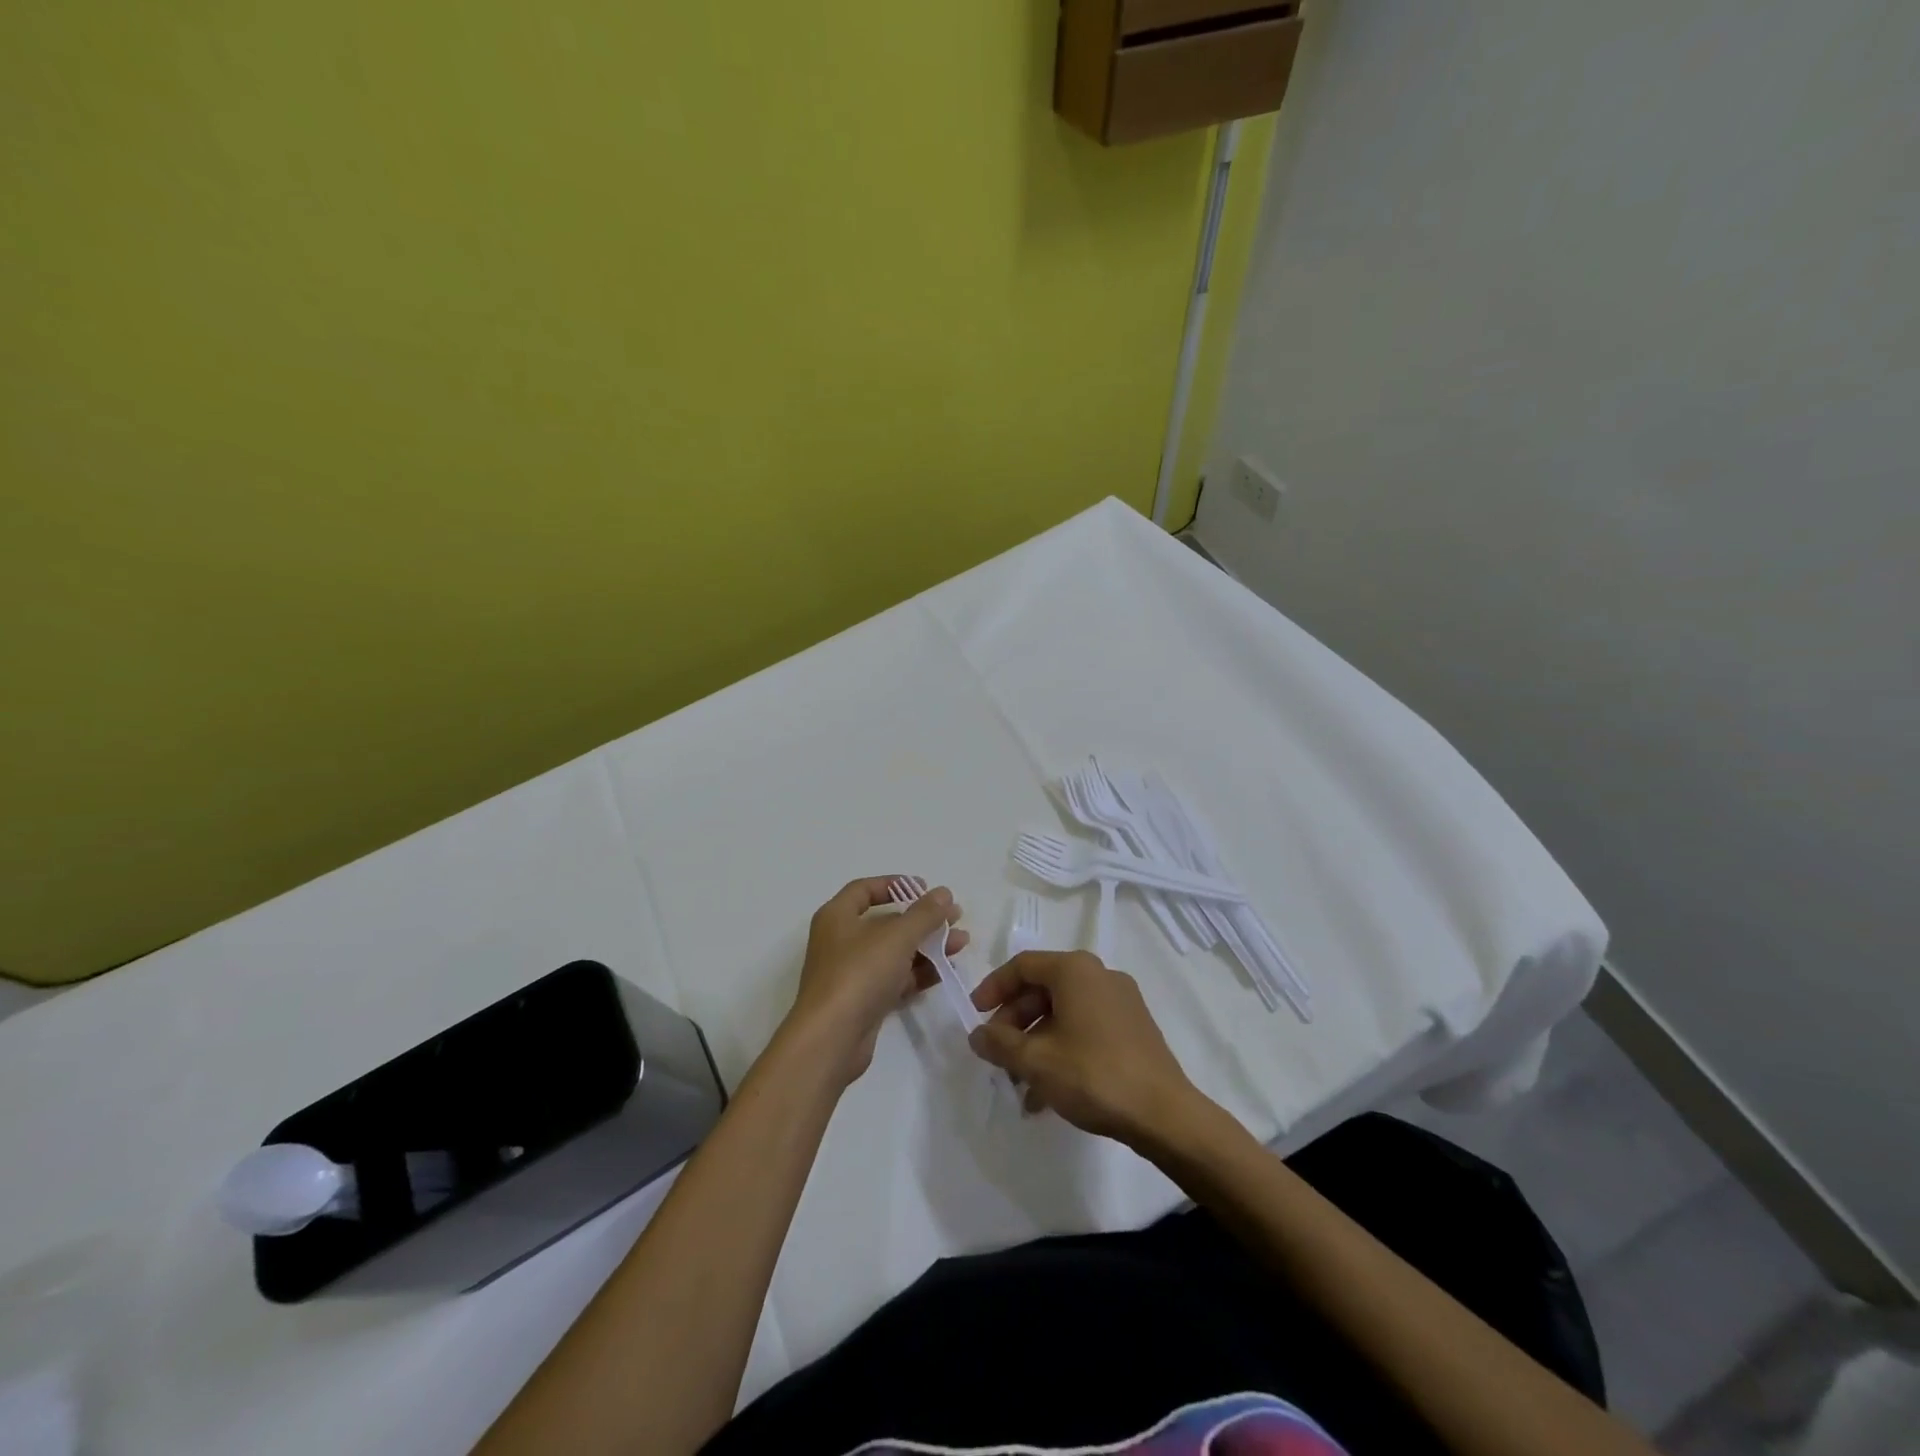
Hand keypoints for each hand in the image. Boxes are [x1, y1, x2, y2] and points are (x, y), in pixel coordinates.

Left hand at [784, 878, 967, 1085]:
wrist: (831, 1039)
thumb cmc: (859, 974)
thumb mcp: (896, 937)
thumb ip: (924, 914)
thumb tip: (943, 893)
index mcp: (837, 917)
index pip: (864, 889)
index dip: (895, 884)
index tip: (925, 888)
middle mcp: (841, 941)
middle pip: (885, 922)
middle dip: (922, 919)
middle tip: (954, 918)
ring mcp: (852, 973)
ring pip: (894, 952)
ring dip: (927, 946)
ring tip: (961, 943)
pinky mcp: (863, 1001)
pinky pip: (895, 978)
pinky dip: (919, 972)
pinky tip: (946, 970)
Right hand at [967, 950, 1201, 1148]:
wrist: (1164, 1114)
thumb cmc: (1093, 1075)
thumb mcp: (1036, 1061)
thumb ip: (1000, 1044)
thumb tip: (977, 1034)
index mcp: (1075, 970)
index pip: (1022, 966)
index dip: (993, 988)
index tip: (975, 1016)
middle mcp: (1099, 975)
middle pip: (1043, 989)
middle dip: (1014, 1022)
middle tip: (997, 1054)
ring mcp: (1120, 1001)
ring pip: (1063, 1012)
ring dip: (1036, 1042)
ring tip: (1019, 1084)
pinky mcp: (1133, 1027)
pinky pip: (1085, 1027)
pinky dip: (1062, 1049)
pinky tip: (1048, 1092)